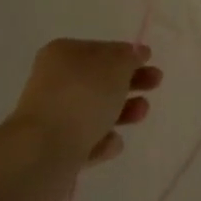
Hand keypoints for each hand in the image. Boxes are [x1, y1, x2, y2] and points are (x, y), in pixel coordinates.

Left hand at [4, 38, 161, 174]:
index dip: (126, 54)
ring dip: (123, 111)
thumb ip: (129, 57)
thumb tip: (132, 55)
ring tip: (141, 114)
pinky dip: (103, 140)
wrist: (45, 150)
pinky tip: (112, 143)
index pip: (100, 49)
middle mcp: (54, 82)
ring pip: (96, 111)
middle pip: (100, 80)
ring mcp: (53, 116)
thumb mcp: (116, 64)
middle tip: (156, 83)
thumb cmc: (83, 96)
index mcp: (63, 54)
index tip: (150, 60)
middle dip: (130, 83)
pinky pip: (87, 140)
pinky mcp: (55, 148)